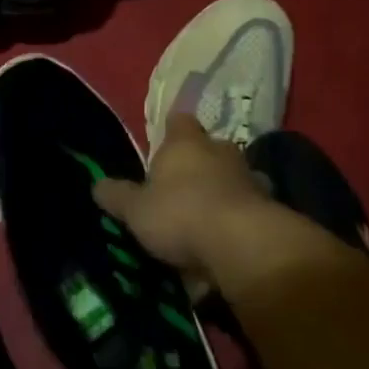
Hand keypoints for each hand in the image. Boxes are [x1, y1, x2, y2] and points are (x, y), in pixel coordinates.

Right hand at [93, 114, 360, 292]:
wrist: (244, 246)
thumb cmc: (180, 214)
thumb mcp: (135, 209)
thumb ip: (117, 196)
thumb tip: (97, 185)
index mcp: (186, 144)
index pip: (179, 122)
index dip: (172, 129)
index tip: (165, 138)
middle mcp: (221, 153)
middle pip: (211, 148)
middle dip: (200, 161)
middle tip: (183, 182)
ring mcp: (251, 179)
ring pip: (235, 176)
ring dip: (224, 189)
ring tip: (207, 213)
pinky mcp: (271, 210)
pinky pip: (250, 208)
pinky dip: (240, 218)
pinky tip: (227, 238)